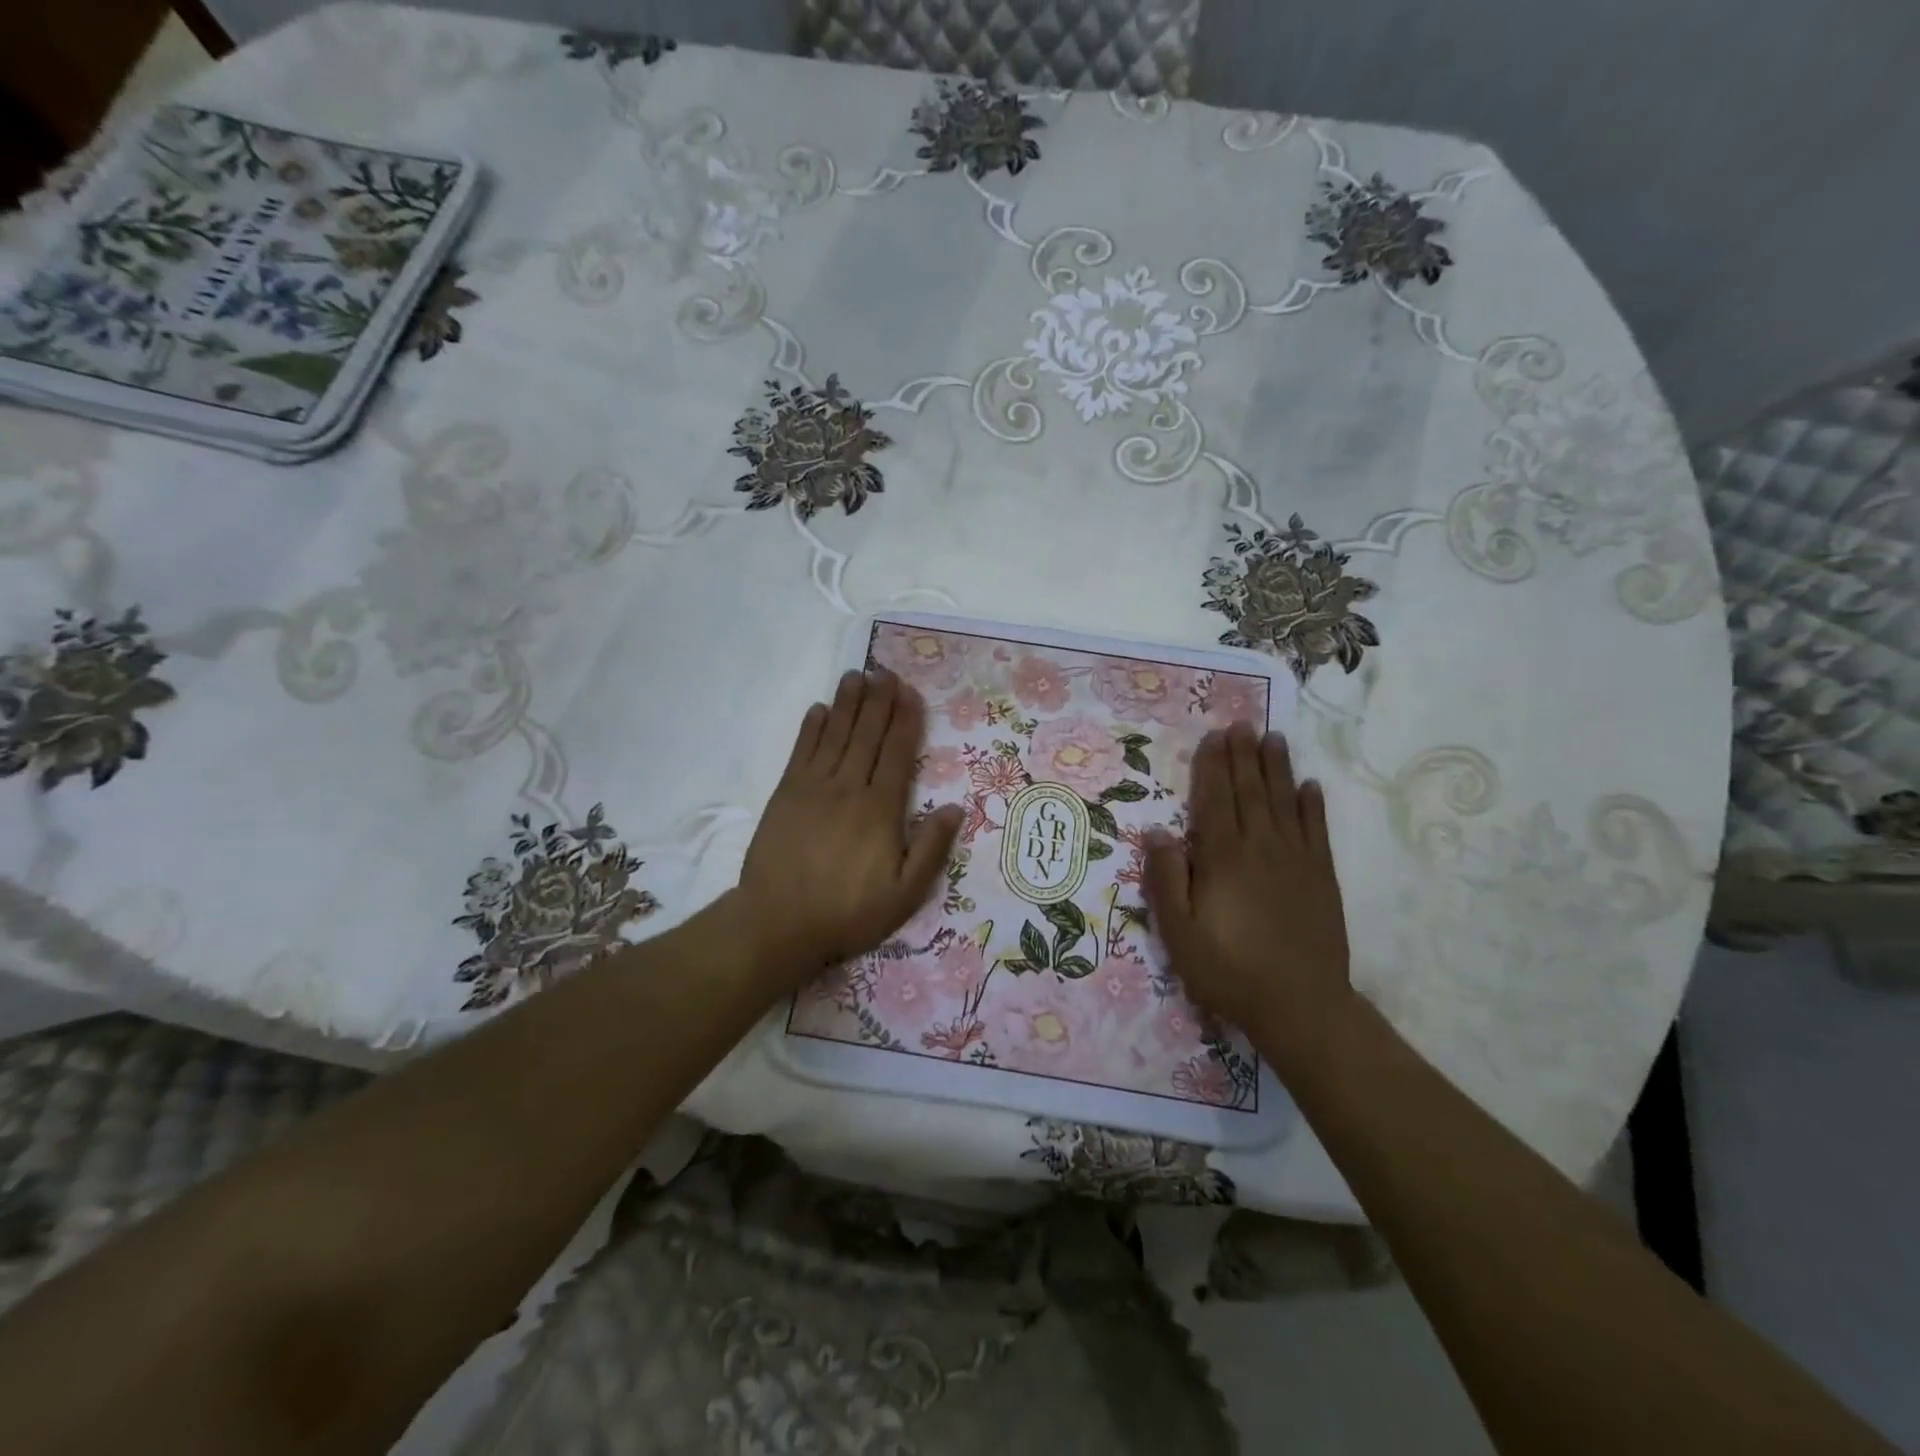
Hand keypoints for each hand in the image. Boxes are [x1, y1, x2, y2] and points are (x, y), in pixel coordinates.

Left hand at [736, 670, 963, 989]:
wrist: (778, 922)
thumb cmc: (848, 912)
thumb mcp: (904, 894)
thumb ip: (931, 849)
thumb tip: (955, 807)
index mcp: (881, 809)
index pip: (898, 753)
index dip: (906, 720)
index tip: (910, 692)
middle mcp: (849, 787)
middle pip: (868, 735)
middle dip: (879, 701)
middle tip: (885, 671)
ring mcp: (814, 788)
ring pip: (836, 734)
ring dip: (848, 703)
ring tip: (856, 675)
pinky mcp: (786, 794)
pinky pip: (802, 751)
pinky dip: (812, 728)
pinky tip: (819, 709)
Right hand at [1143, 723, 1353, 1063]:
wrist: (1300, 1005)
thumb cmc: (1228, 970)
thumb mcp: (1179, 931)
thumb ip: (1167, 879)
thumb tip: (1160, 832)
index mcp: (1223, 858)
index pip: (1215, 800)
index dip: (1212, 766)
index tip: (1213, 736)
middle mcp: (1261, 848)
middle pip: (1250, 792)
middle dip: (1243, 755)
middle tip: (1242, 723)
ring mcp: (1296, 861)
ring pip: (1284, 802)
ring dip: (1277, 768)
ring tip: (1273, 738)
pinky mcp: (1322, 878)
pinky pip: (1317, 831)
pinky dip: (1313, 805)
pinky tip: (1311, 786)